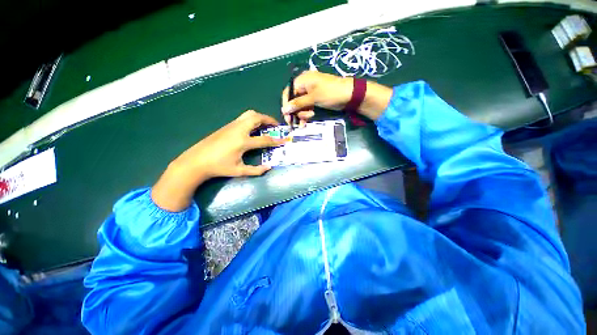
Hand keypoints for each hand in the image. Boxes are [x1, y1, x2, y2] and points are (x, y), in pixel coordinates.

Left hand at [152, 110, 285, 211]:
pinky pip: (243, 118)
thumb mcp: (239, 171)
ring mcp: (231, 126)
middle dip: (269, 119)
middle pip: (256, 117)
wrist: (196, 161)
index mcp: (242, 142)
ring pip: (249, 114)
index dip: (276, 141)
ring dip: (260, 117)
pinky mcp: (226, 126)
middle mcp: (238, 130)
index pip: (264, 140)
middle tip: (275, 126)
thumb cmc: (218, 167)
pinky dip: (252, 119)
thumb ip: (256, 170)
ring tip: (266, 125)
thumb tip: (268, 168)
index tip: (283, 141)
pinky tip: (253, 128)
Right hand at [281, 71, 392, 124]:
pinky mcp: (315, 101)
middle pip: (293, 101)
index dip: (286, 106)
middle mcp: (304, 86)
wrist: (349, 95)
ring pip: (300, 106)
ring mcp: (310, 94)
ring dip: (302, 114)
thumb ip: (298, 104)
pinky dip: (306, 115)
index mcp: (302, 80)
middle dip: (296, 112)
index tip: (287, 118)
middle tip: (298, 121)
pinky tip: (306, 122)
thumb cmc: (330, 93)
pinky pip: (306, 108)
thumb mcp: (313, 98)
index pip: (288, 93)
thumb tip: (284, 110)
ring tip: (309, 117)